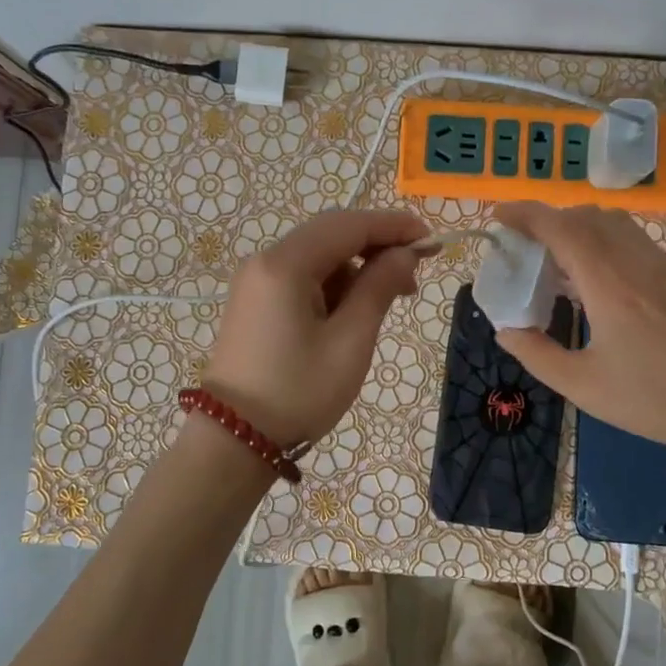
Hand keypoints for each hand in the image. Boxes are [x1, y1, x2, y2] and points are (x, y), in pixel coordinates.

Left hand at [201, 209, 428, 447]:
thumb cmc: (298, 392)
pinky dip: (333, 283)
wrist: (234, 440)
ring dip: (356, 266)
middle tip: (415, 273)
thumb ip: (379, 288)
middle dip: (377, 245)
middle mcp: (265, 261)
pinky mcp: (256, 300)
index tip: (431, 240)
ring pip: (317, 254)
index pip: (348, 225)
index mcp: (285, 265)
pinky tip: (353, 309)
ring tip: (389, 299)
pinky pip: (302, 276)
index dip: (393, 226)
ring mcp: (256, 280)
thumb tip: (404, 253)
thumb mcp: (350, 341)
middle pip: (331, 233)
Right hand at [492, 203, 665, 474]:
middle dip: (550, 220)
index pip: (561, 227)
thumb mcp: (585, 388)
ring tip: (561, 262)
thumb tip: (506, 330)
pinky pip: (637, 243)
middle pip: (588, 216)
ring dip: (580, 229)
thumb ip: (538, 355)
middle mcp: (638, 262)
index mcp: (610, 285)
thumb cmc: (658, 400)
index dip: (526, 214)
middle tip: (526, 246)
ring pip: (616, 224)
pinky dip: (607, 245)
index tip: (499, 215)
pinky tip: (602, 283)